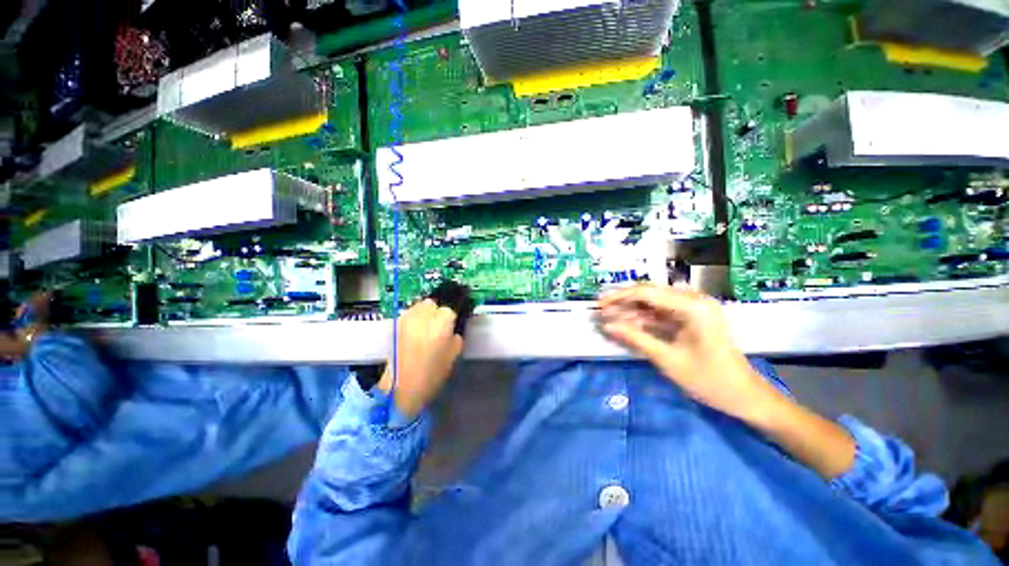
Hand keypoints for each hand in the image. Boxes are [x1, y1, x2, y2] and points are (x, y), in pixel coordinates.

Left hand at [377, 299, 464, 418]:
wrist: (401, 388)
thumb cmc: (433, 373)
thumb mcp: (454, 354)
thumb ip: (455, 337)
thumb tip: (452, 330)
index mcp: (442, 320)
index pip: (450, 310)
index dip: (451, 319)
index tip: (451, 326)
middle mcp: (424, 313)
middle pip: (432, 303)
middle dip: (436, 311)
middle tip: (438, 326)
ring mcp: (407, 318)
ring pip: (418, 307)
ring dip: (424, 314)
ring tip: (425, 329)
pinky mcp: (395, 325)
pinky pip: (408, 316)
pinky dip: (413, 320)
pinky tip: (414, 334)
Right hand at [598, 285, 780, 422]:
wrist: (745, 396)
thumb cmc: (710, 380)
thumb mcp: (667, 359)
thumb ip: (635, 338)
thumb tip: (606, 325)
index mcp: (692, 307)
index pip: (646, 292)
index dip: (619, 297)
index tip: (599, 305)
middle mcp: (693, 300)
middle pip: (649, 294)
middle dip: (623, 303)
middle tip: (601, 312)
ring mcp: (694, 308)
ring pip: (653, 303)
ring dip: (632, 311)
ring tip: (610, 319)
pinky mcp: (692, 318)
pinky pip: (662, 313)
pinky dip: (644, 319)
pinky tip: (628, 325)